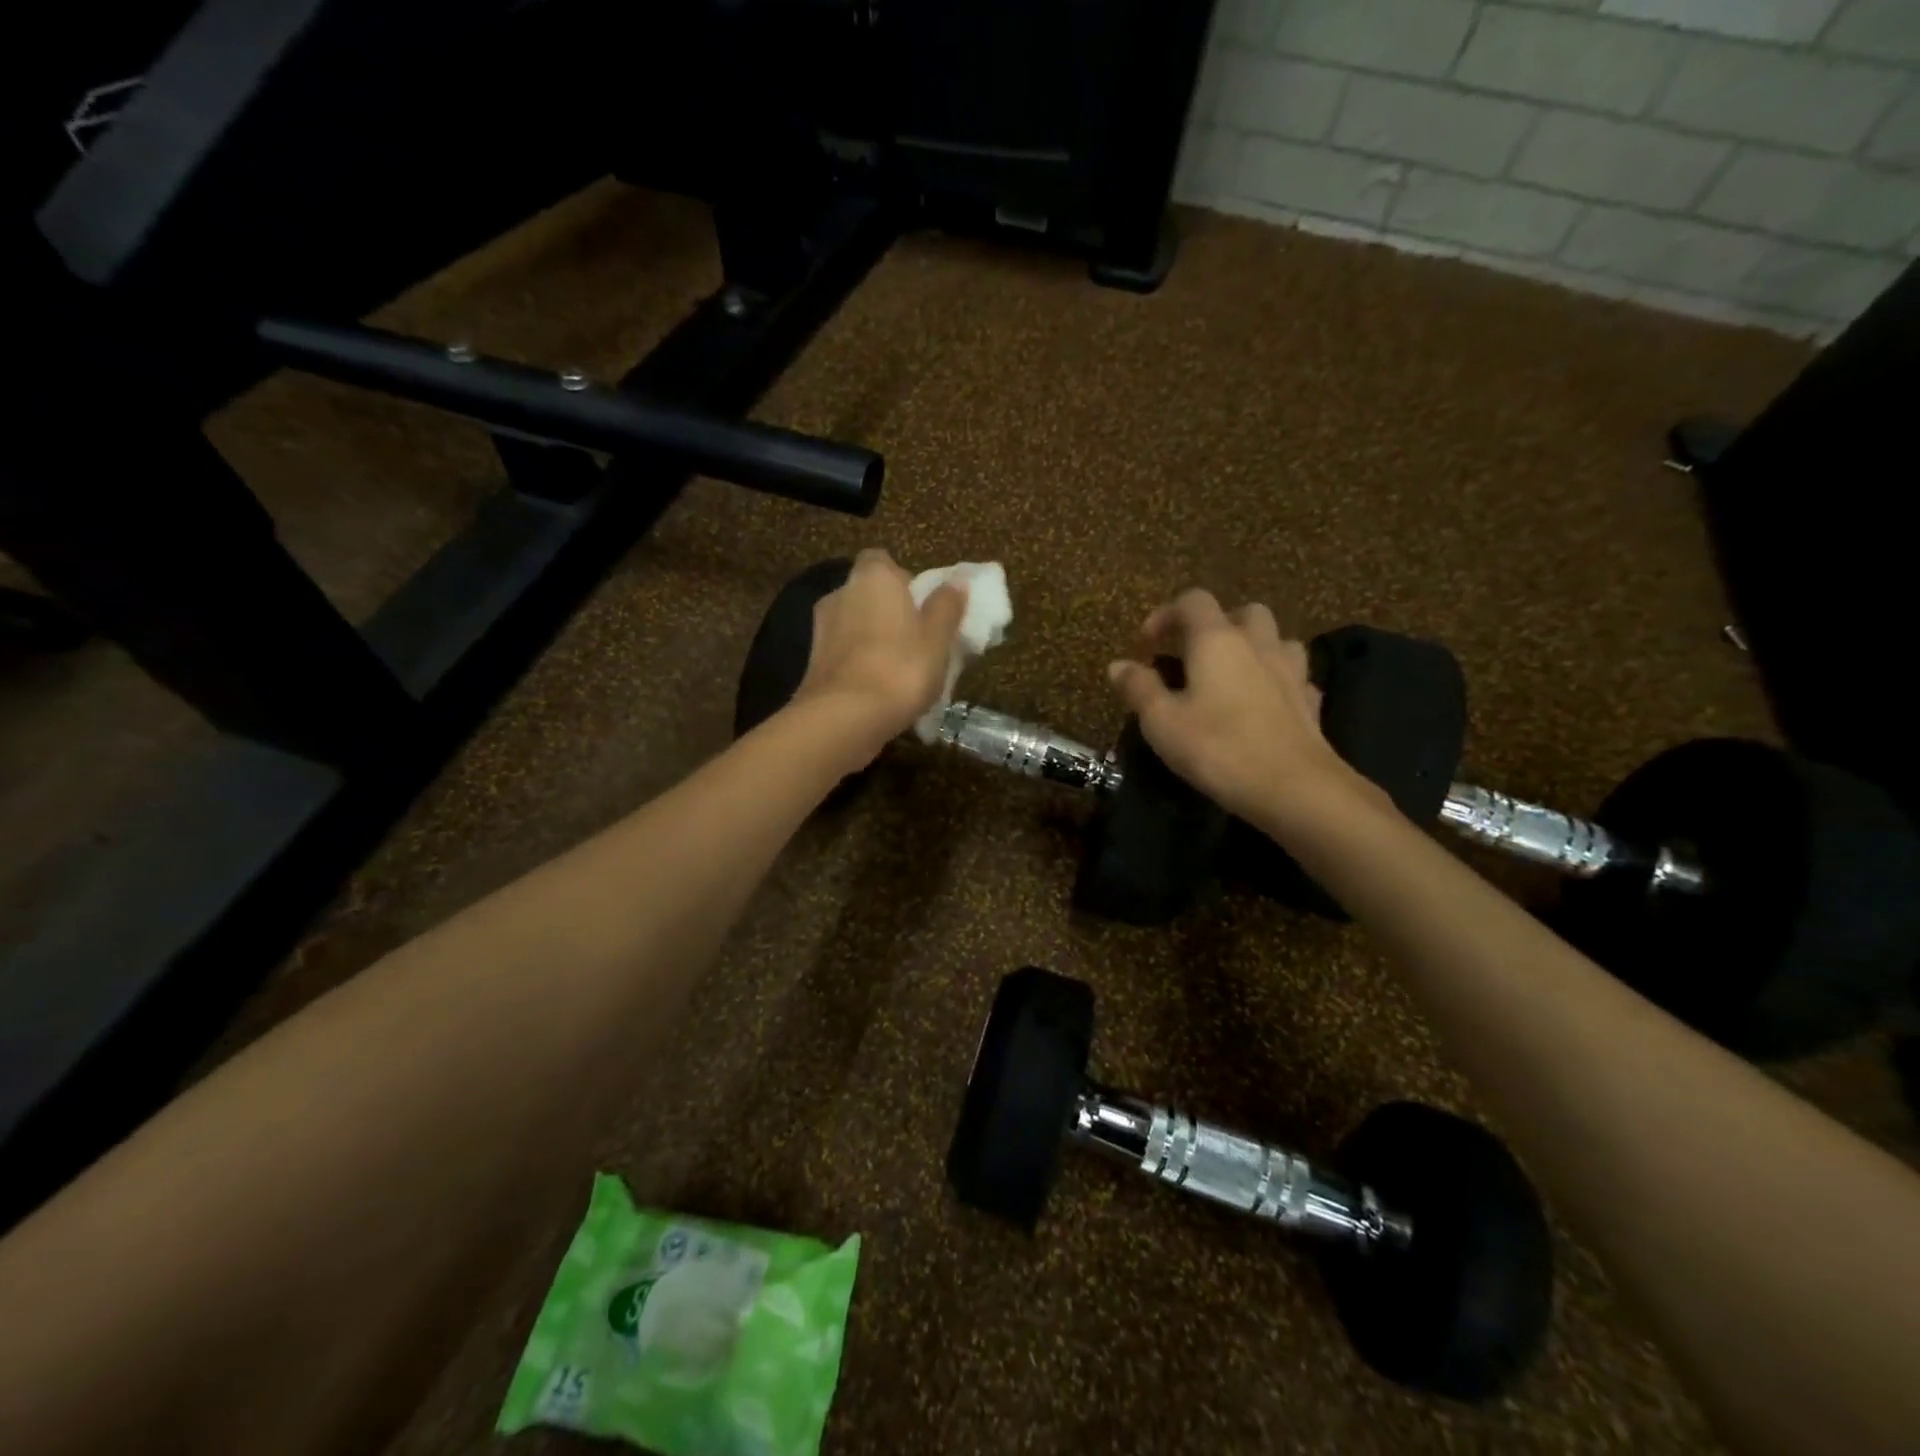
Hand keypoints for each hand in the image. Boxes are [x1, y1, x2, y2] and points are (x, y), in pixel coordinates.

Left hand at [793, 549, 967, 759]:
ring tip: (901, 669)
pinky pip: (845, 653)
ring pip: (855, 625)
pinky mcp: (813, 662)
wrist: (844, 717)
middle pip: (868, 593)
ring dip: (874, 639)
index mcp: (873, 577)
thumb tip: (955, 581)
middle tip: (918, 639)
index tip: (922, 604)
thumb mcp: (938, 638)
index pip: (882, 560)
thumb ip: (946, 606)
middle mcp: (841, 593)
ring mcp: (821, 628)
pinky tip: (879, 688)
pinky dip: (860, 663)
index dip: (903, 579)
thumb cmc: (901, 668)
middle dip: (889, 611)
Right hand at [1107, 589, 1372, 827]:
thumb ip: (1138, 688)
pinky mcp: (1310, 700)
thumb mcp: (1162, 722)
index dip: (1166, 614)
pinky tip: (1262, 703)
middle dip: (1216, 625)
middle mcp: (1258, 644)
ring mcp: (1291, 670)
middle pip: (1243, 612)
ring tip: (1231, 674)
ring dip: (1252, 647)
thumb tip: (1118, 665)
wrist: (1294, 787)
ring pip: (1275, 639)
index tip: (1147, 644)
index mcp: (1217, 640)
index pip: (1193, 601)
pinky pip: (1292, 675)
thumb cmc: (1218, 748)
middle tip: (1194, 654)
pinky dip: (1274, 679)